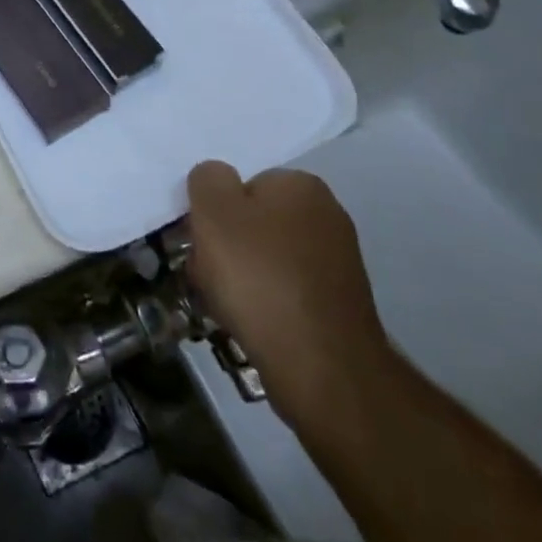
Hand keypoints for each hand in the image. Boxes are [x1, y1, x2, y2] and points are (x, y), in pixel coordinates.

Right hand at [187, 163, 392, 428]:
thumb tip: (216, 178)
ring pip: (268, 258)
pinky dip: (266, 302)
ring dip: (243, 276)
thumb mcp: (213, 212)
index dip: (216, 210)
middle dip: (228, 245)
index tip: (202, 238)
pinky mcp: (339, 304)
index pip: (244, 184)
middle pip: (256, 221)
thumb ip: (208, 179)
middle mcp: (328, 215)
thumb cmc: (259, 276)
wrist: (319, 364)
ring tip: (226, 304)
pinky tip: (253, 322)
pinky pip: (286, 291)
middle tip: (207, 272)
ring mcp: (338, 262)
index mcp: (301, 185)